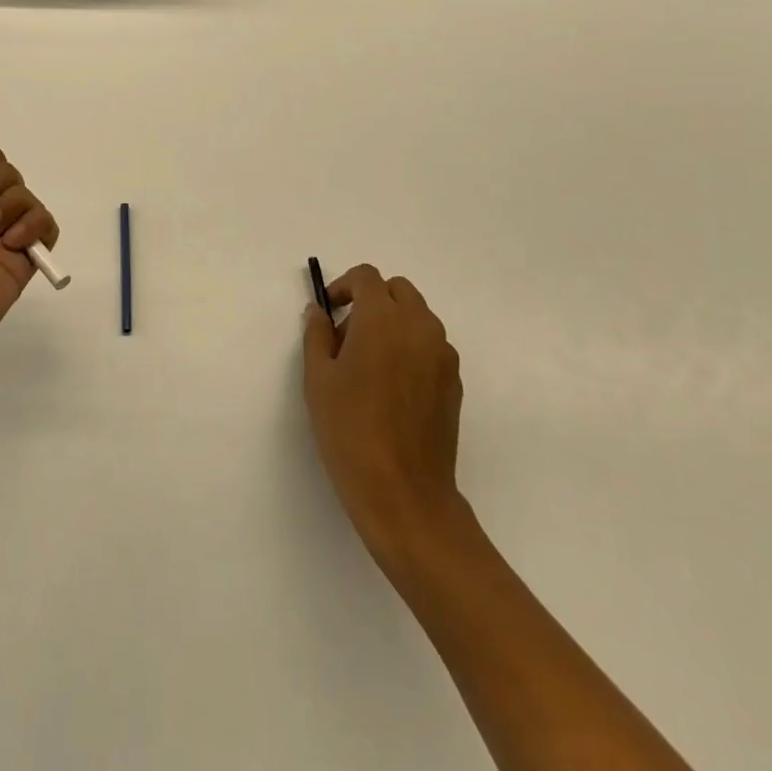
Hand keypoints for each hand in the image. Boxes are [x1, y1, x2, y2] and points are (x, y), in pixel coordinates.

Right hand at [302, 264, 467, 570]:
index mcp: (383, 318)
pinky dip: (411, 348)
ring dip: (393, 323)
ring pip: (418, 317)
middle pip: (398, 290)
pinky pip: (431, 346)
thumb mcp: (318, 378)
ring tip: (369, 365)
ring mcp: (443, 355)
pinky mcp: (454, 382)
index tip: (329, 313)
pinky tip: (392, 388)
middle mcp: (420, 326)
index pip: (367, 277)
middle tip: (348, 336)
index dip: (344, 286)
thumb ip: (317, 334)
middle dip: (372, 301)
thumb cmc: (350, 429)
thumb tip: (319, 312)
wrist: (404, 493)